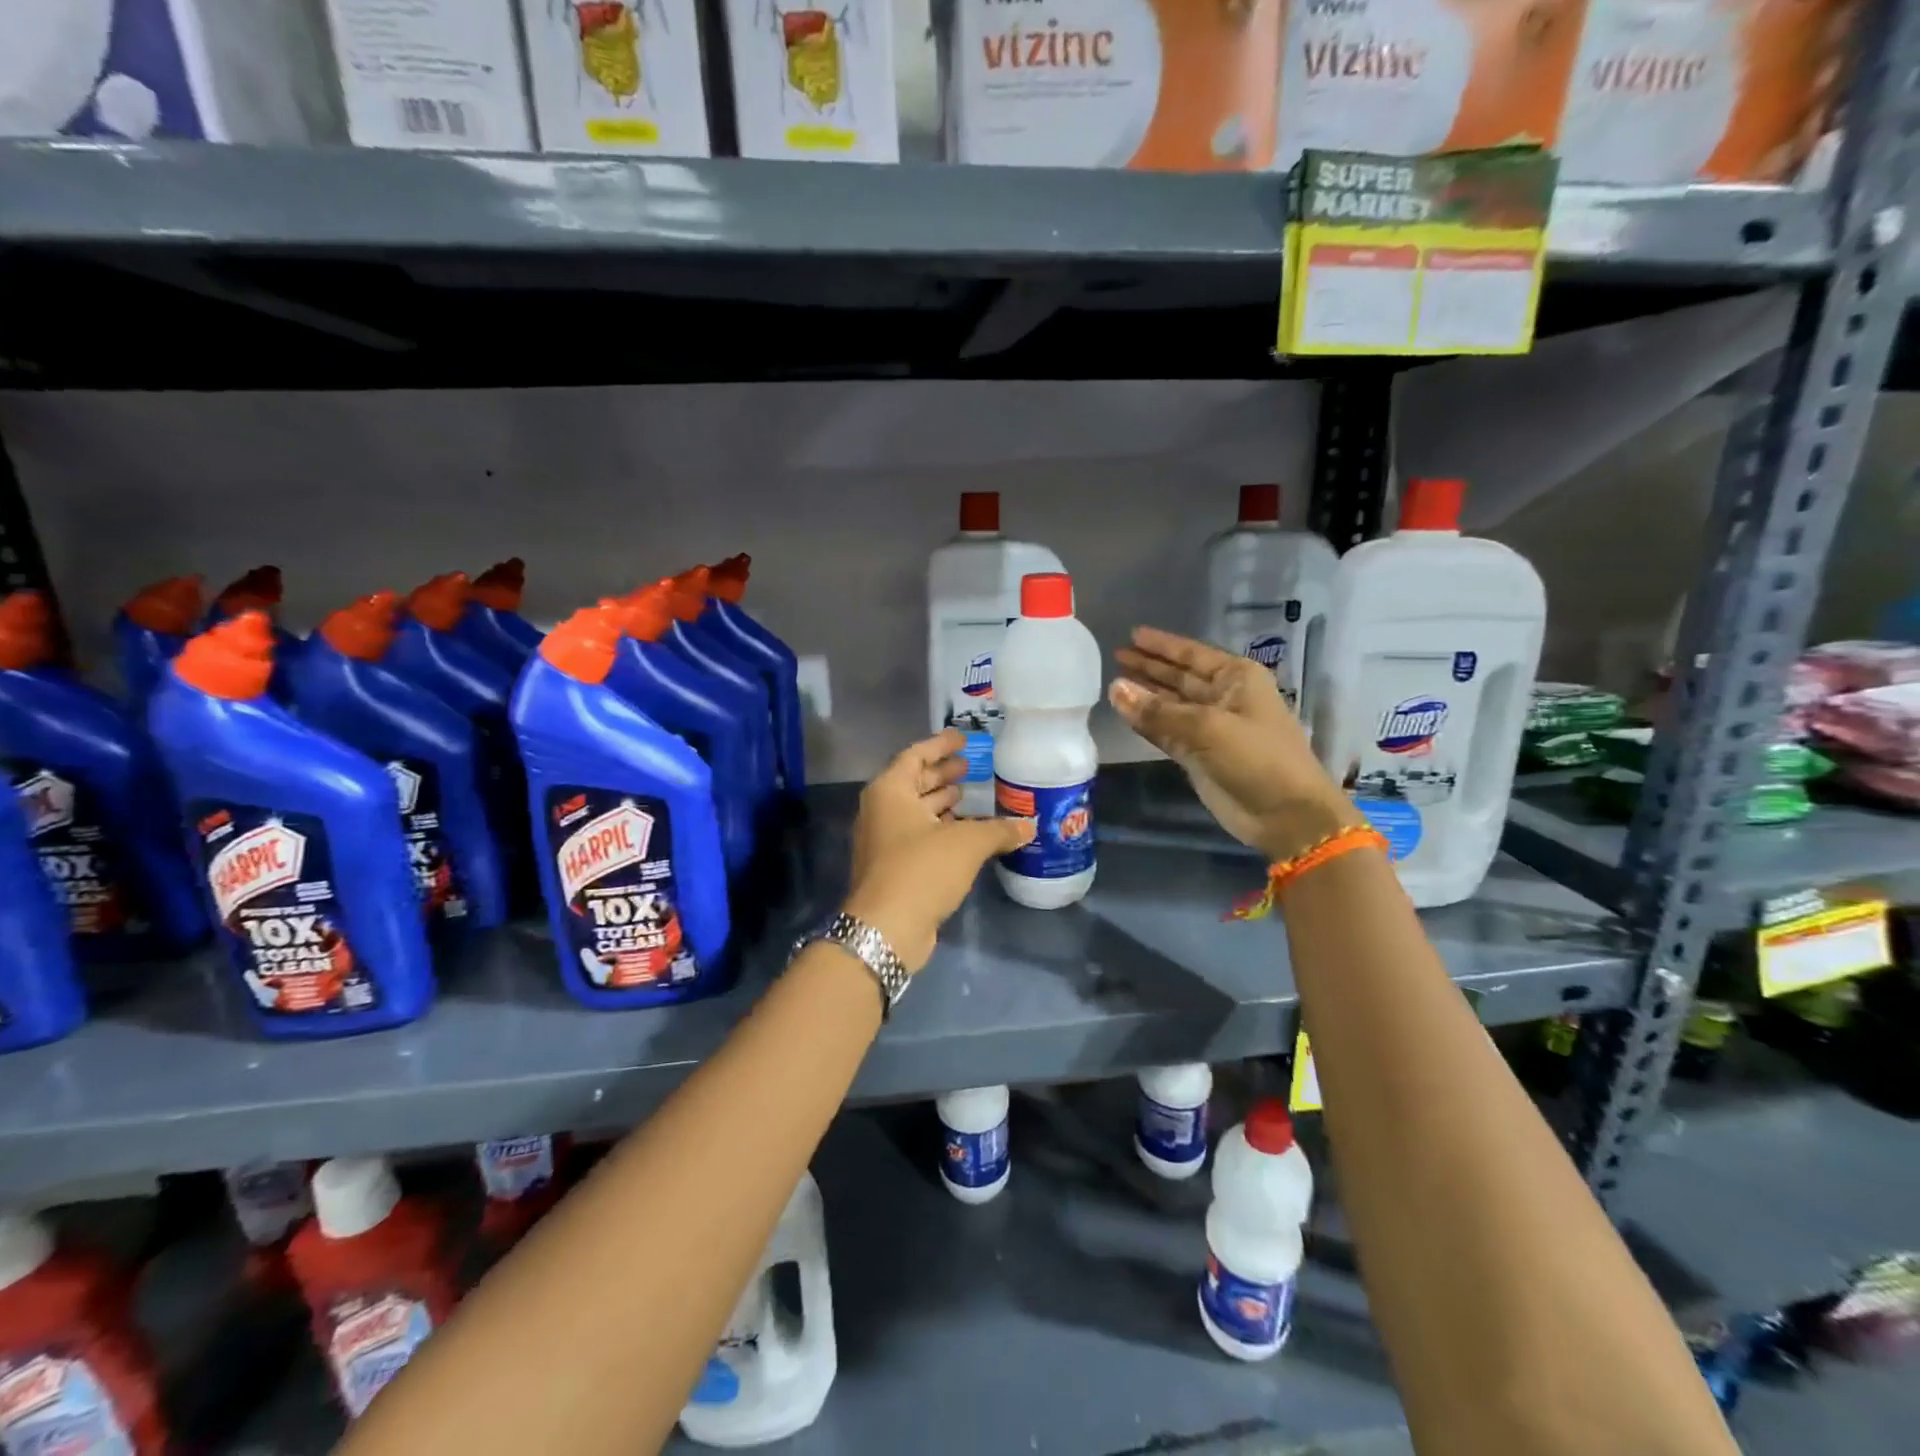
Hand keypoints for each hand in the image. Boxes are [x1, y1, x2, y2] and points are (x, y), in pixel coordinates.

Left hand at [843, 729, 1033, 971]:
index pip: (915, 755)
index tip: (963, 738)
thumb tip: (1029, 826)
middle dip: (941, 773)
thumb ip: (999, 830)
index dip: (940, 745)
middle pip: (913, 782)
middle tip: (971, 766)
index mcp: (890, 791)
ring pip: (915, 811)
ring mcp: (883, 841)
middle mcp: (881, 811)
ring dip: (941, 802)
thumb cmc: (922, 869)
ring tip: (971, 795)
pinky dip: (940, 829)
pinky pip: (917, 836)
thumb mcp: (967, 844)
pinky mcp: (892, 867)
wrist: (887, 928)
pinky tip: (966, 833)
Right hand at [1112, 627, 1361, 861]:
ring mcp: (1210, 728)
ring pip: (1170, 705)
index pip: (1192, 654)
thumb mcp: (1207, 727)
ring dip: (1144, 695)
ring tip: (1112, 683)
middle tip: (1115, 656)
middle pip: (1178, 677)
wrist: (1284, 814)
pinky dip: (1147, 723)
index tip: (1132, 634)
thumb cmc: (1256, 757)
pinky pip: (1166, 732)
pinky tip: (1125, 713)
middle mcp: (1224, 697)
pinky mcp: (1199, 755)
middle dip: (1149, 667)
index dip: (1162, 645)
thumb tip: (1115, 688)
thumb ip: (1157, 711)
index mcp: (1237, 678)